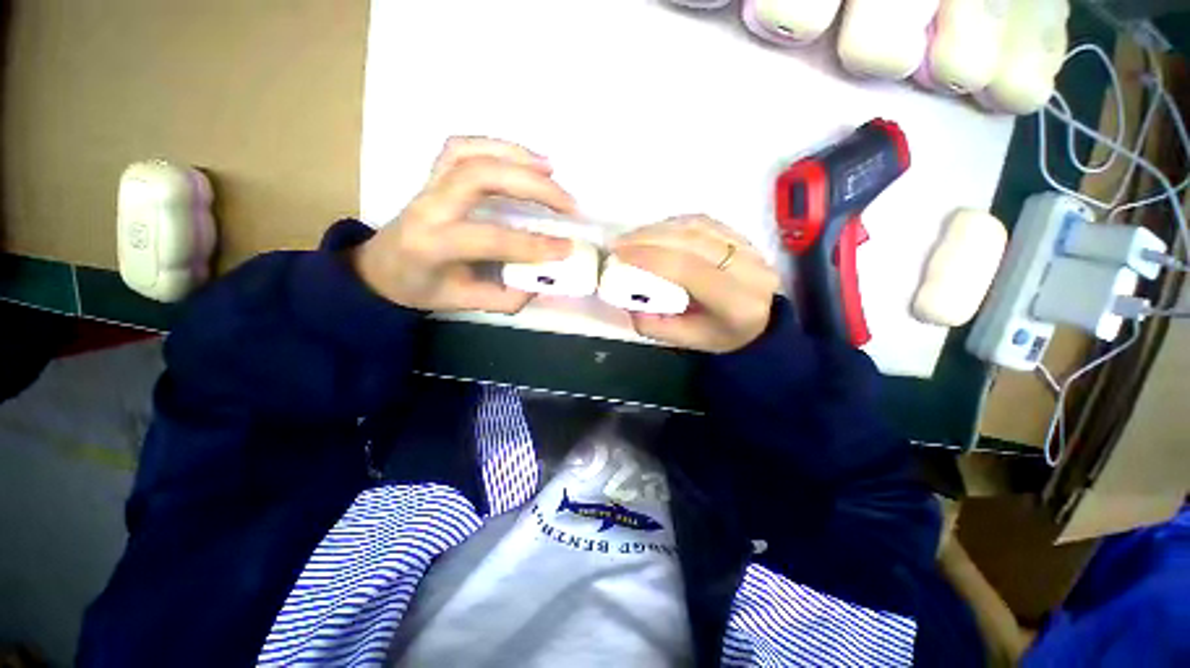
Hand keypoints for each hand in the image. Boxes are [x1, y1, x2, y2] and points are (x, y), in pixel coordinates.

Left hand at [352, 137, 575, 312]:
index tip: (567, 248)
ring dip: (516, 156)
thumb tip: (543, 281)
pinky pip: (462, 147)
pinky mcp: (434, 175)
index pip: (489, 237)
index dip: (532, 244)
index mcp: (432, 244)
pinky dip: (497, 145)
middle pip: (480, 177)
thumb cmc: (420, 288)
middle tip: (568, 203)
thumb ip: (505, 297)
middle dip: (532, 186)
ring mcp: (429, 184)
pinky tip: (524, 158)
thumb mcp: (463, 303)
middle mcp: (428, 206)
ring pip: (470, 153)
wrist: (380, 269)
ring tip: (551, 169)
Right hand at [612, 216, 780, 352]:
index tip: (618, 254)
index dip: (650, 257)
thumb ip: (653, 325)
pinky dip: (675, 224)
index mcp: (736, 301)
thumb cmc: (719, 335)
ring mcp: (751, 248)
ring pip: (698, 227)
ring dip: (659, 228)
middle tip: (619, 242)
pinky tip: (656, 232)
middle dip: (649, 237)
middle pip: (692, 241)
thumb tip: (627, 300)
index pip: (688, 269)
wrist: (758, 324)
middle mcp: (749, 269)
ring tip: (632, 237)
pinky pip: (704, 222)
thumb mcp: (685, 340)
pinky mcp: (744, 236)